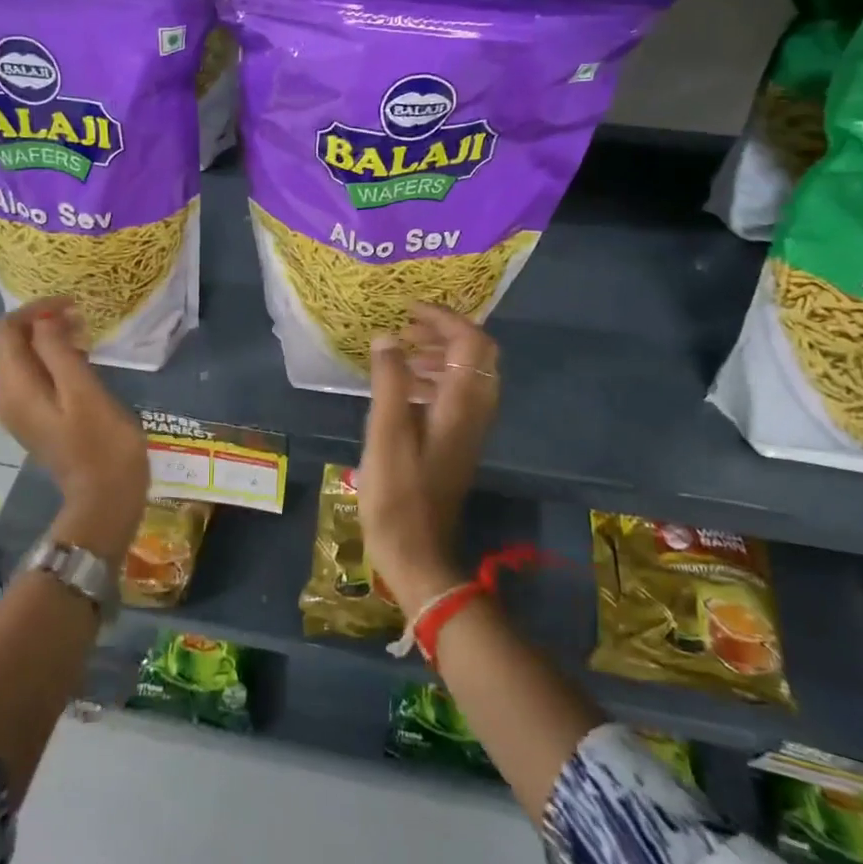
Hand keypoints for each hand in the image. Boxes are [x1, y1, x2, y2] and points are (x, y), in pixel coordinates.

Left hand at [0, 296, 147, 559]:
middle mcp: (5, 397)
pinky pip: (30, 376)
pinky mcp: (34, 418)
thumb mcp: (84, 391)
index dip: (33, 310)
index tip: (71, 305)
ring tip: (82, 333)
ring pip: (18, 359)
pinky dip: (49, 359)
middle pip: (5, 343)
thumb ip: (59, 351)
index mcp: (14, 388)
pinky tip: (79, 359)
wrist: (105, 498)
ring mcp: (18, 410)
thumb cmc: (102, 443)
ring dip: (44, 339)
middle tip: (78, 316)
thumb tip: (45, 320)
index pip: (3, 331)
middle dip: (37, 322)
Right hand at [355, 303, 500, 613]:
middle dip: (443, 332)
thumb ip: (389, 381)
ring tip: (399, 353)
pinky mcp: (457, 442)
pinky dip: (433, 379)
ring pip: (466, 374)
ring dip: (437, 355)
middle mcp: (475, 410)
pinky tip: (400, 389)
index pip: (471, 341)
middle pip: (476, 354)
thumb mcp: (386, 433)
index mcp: (462, 403)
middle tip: (405, 328)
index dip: (444, 318)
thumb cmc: (398, 494)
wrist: (418, 553)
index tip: (408, 310)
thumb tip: (387, 337)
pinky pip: (455, 395)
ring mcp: (469, 428)